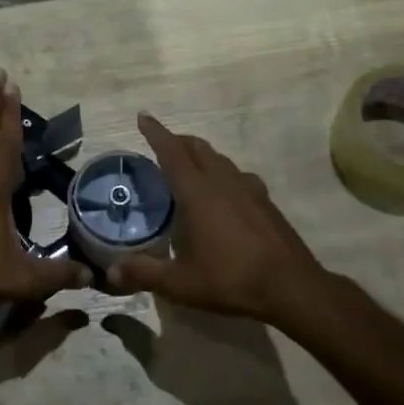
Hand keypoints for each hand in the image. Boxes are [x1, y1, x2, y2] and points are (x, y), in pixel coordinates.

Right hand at [108, 113, 343, 326]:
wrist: (293, 287)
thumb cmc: (232, 280)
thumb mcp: (181, 284)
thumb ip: (144, 273)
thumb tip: (111, 271)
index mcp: (198, 193)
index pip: (171, 152)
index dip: (156, 133)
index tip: (142, 117)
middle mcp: (222, 182)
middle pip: (197, 148)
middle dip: (176, 140)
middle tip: (160, 144)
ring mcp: (248, 189)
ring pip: (219, 158)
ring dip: (200, 154)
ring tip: (188, 166)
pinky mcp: (265, 201)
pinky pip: (237, 174)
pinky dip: (221, 172)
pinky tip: (222, 192)